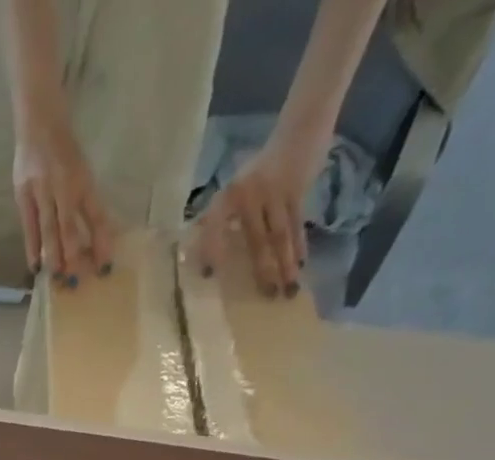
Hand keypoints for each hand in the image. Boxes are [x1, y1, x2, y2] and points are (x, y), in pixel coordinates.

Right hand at [12, 116, 114, 285]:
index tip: (105, 266)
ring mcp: (42, 190)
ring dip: (53, 255)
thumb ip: (85, 202)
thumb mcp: (80, 172)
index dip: (101, 241)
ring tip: (57, 277)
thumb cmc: (63, 151)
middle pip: (70, 226)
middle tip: (76, 280)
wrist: (39, 122)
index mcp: (83, 180)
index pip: (96, 215)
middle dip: (74, 254)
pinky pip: (29, 226)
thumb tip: (95, 236)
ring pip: (49, 228)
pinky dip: (32, 247)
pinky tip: (35, 267)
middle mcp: (64, 185)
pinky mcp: (23, 194)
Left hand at [193, 139, 319, 296]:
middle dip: (263, 271)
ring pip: (279, 236)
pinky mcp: (297, 190)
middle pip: (255, 241)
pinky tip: (301, 265)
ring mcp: (274, 192)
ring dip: (285, 264)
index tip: (210, 277)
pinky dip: (299, 245)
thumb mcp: (233, 189)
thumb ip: (217, 218)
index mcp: (226, 197)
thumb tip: (194, 251)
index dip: (211, 251)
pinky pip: (298, 224)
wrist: (300, 128)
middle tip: (267, 297)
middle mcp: (248, 195)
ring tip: (288, 290)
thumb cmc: (259, 168)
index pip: (214, 228)